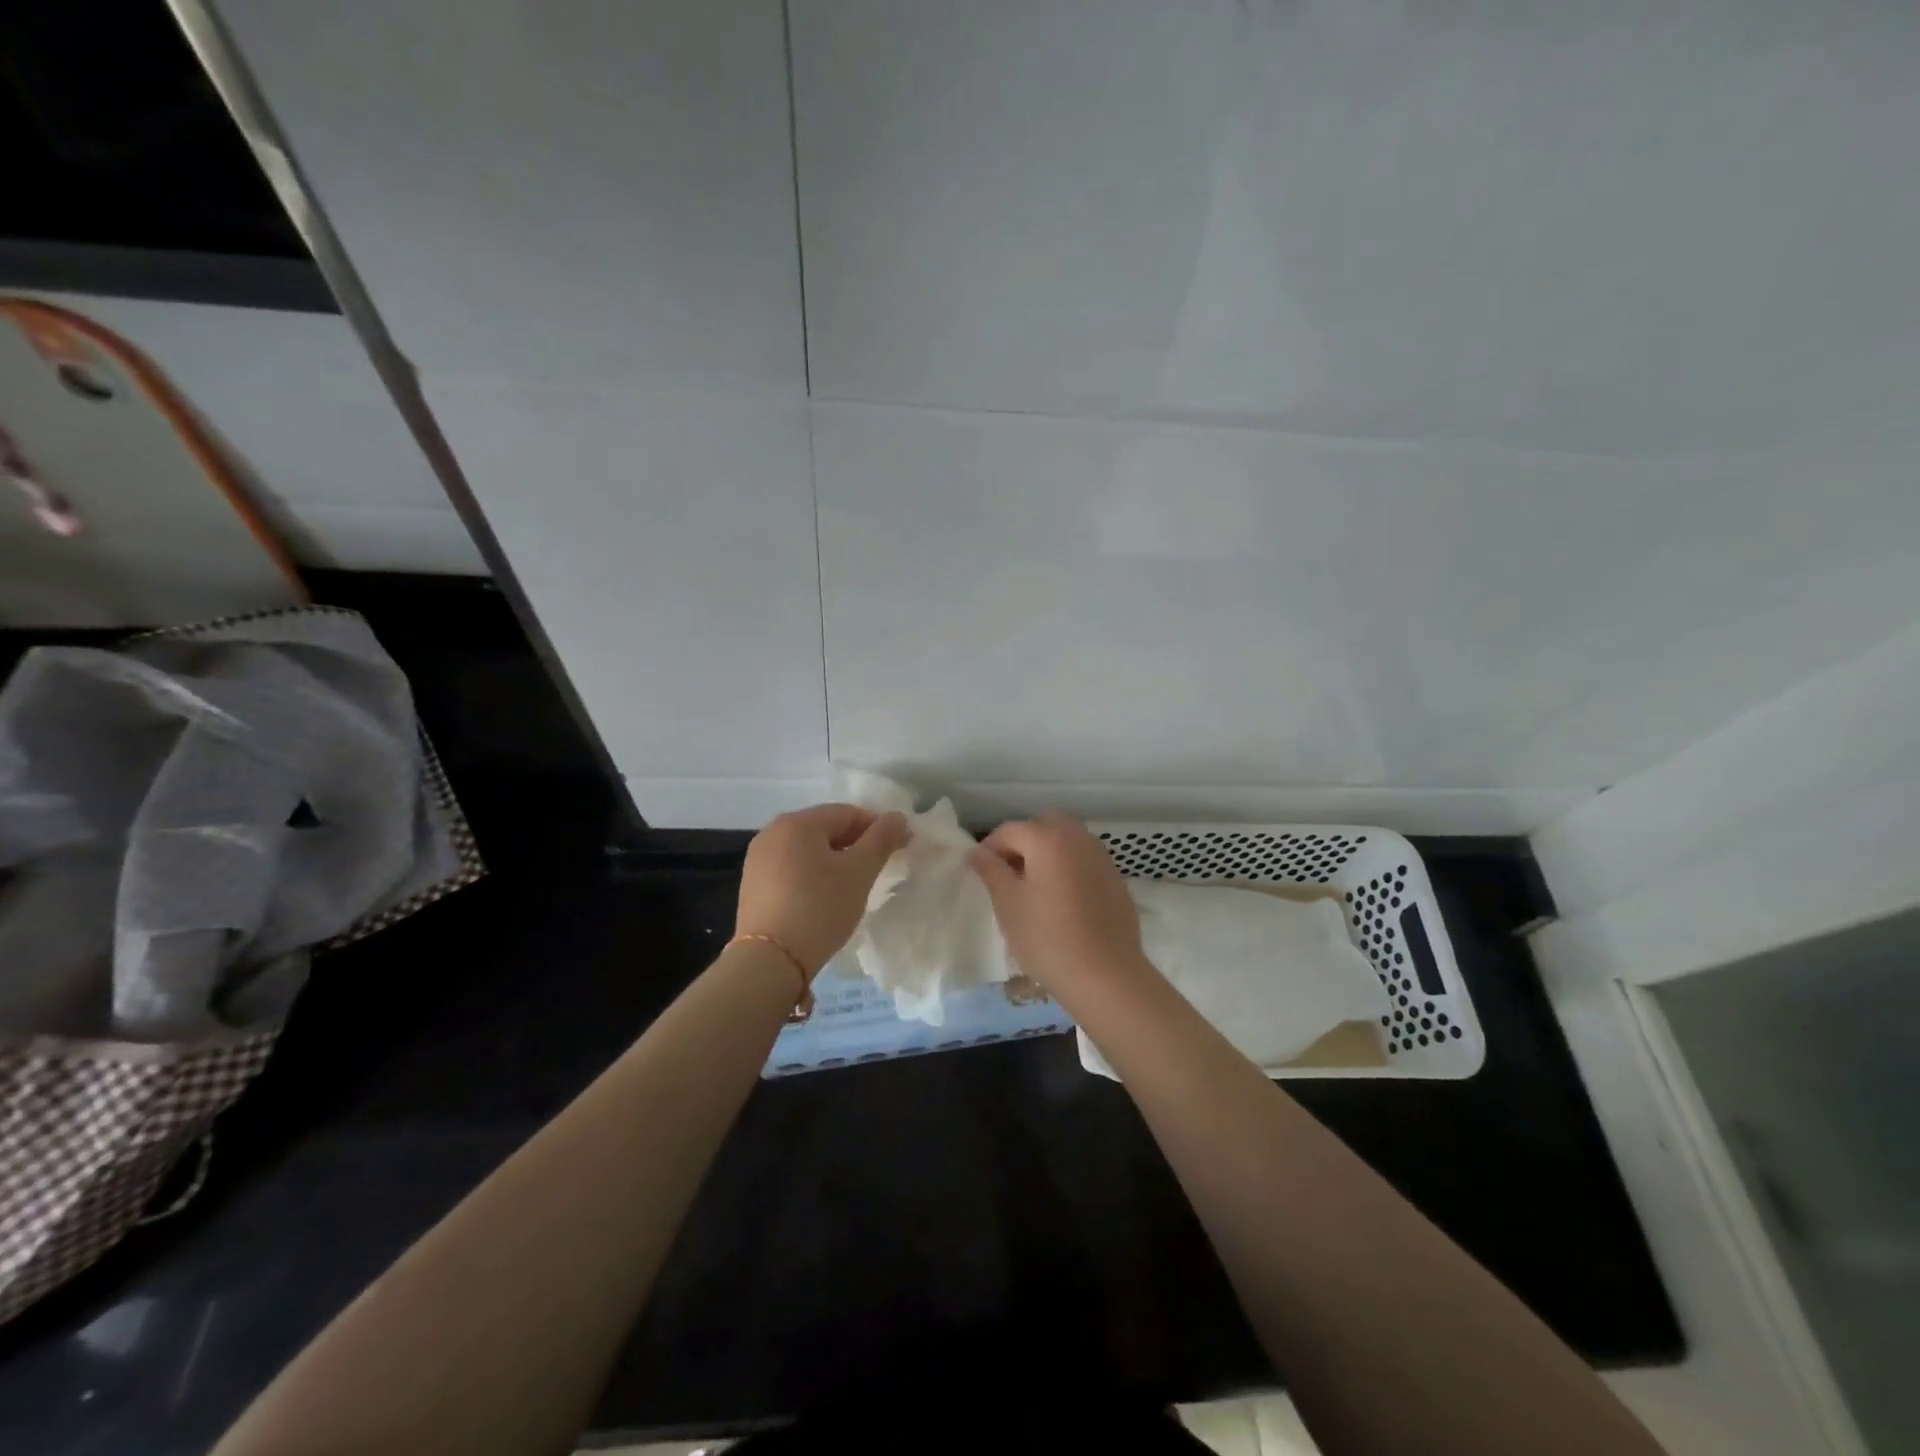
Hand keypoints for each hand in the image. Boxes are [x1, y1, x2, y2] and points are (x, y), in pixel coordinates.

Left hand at [736, 803, 909, 974]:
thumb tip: (898, 817)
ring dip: (835, 860)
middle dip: (856, 844)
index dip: (879, 828)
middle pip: (826, 828)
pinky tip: (824, 897)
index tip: (900, 848)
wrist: (770, 961)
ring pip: (809, 849)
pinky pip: (792, 867)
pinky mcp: (753, 883)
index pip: (849, 813)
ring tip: (853, 886)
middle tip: (878, 869)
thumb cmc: (819, 908)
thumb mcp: (859, 872)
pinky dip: (813, 874)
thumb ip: (881, 839)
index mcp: (798, 822)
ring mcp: (758, 858)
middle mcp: (773, 831)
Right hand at [970, 811, 1145, 992]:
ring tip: (1034, 888)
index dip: (990, 848)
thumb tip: (977, 851)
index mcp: (1048, 838)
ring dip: (1047, 852)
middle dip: (1023, 842)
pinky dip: (1068, 867)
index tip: (981, 873)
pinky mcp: (1116, 879)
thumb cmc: (1047, 938)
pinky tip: (1062, 901)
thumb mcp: (1008, 904)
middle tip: (1010, 874)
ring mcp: (1101, 857)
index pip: (1009, 830)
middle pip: (1044, 824)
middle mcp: (1078, 838)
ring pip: (1067, 840)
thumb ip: (991, 870)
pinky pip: (1084, 860)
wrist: (1106, 975)